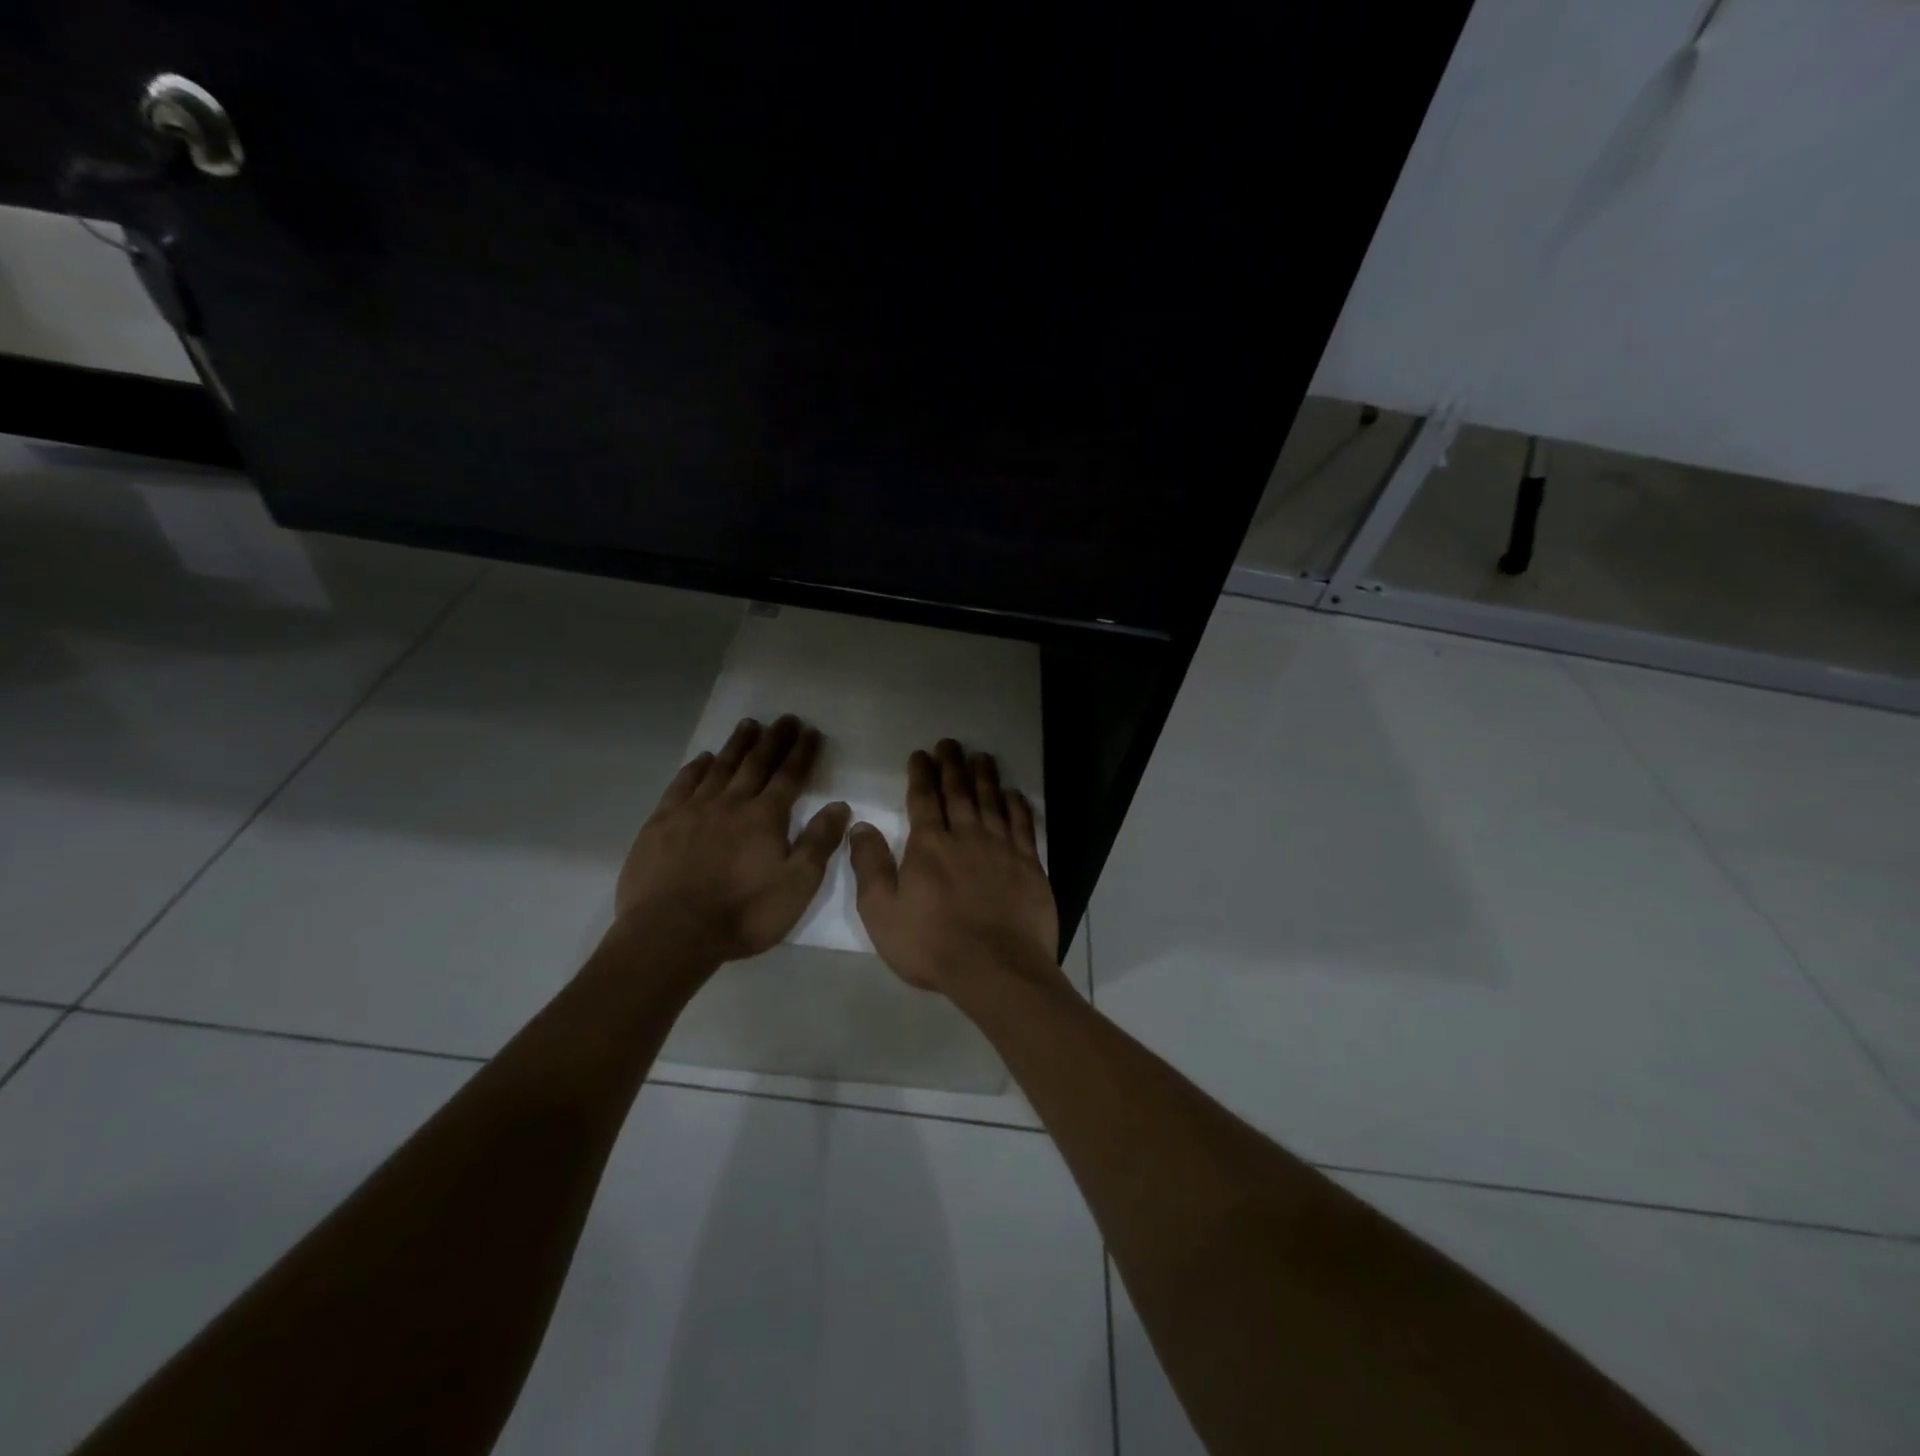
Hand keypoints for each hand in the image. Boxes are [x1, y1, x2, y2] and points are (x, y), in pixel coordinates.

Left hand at [616, 715, 850, 962]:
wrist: (671, 933)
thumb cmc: (743, 914)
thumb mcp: (797, 886)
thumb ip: (819, 843)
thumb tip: (839, 806)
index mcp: (766, 818)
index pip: (790, 777)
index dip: (802, 753)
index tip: (811, 731)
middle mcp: (731, 803)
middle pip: (756, 764)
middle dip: (774, 740)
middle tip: (784, 719)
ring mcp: (693, 810)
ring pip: (720, 768)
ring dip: (737, 745)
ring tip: (749, 725)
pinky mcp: (661, 823)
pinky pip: (682, 785)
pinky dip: (695, 768)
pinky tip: (702, 759)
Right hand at [849, 738, 1060, 995]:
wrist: (996, 969)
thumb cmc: (932, 945)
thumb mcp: (882, 912)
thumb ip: (870, 866)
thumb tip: (860, 826)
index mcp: (929, 846)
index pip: (923, 799)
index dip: (921, 774)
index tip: (921, 754)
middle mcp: (966, 836)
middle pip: (958, 792)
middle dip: (952, 765)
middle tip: (950, 743)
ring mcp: (1001, 848)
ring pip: (992, 802)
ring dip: (985, 777)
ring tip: (981, 756)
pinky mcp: (1029, 865)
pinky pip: (1023, 826)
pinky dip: (1018, 806)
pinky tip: (1014, 794)